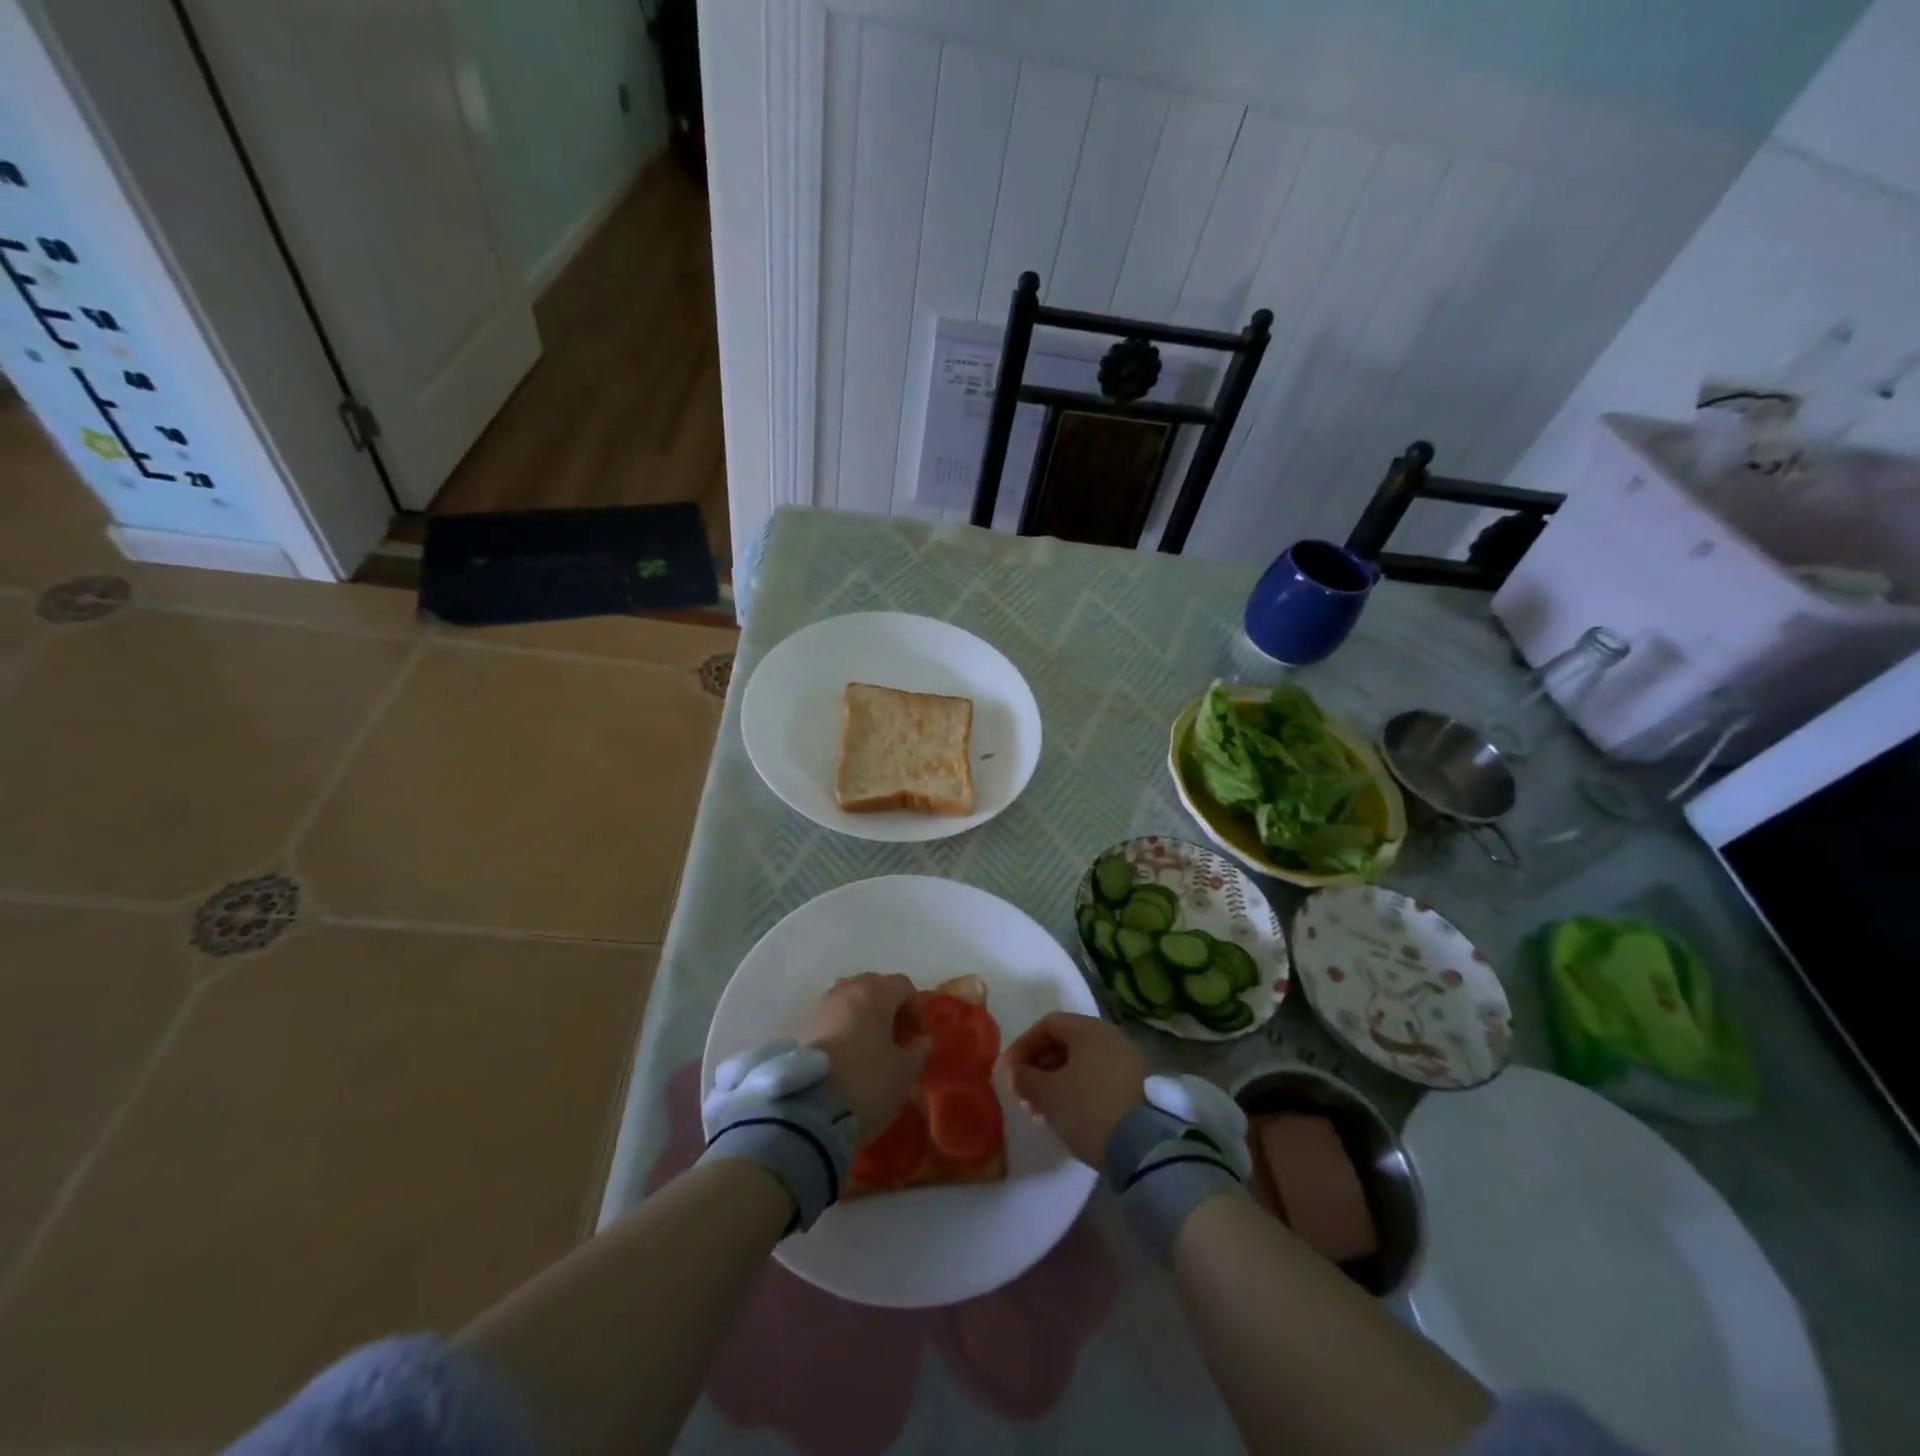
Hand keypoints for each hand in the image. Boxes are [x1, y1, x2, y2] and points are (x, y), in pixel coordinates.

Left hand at [798, 974, 928, 1134]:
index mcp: (874, 993)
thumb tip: (922, 1040)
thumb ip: (918, 1051)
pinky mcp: (801, 1028)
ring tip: (871, 1050)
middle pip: (874, 988)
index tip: (918, 1037)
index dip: (916, 1008)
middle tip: (896, 1039)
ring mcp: (820, 1008)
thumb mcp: (905, 1073)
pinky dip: (843, 1031)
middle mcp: (845, 991)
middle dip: (889, 1009)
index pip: (903, 985)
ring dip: (864, 1019)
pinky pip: (831, 1020)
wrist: (807, 1111)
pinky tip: (847, 1059)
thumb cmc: (867, 1084)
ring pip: (850, 1003)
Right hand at [1000, 1012, 1146, 1166]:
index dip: (1023, 1045)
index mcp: (1089, 1029)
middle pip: (1066, 1043)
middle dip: (1039, 1067)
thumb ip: (1025, 1078)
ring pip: (1083, 1063)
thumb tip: (1012, 1071)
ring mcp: (1128, 1061)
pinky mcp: (1138, 1086)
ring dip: (1057, 1081)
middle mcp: (1111, 1037)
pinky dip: (1078, 1091)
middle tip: (1024, 1093)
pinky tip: (1068, 1115)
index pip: (1048, 1024)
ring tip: (1042, 1110)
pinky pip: (1099, 1078)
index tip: (1009, 1071)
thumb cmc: (1088, 1109)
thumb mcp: (1048, 1095)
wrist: (1144, 1148)